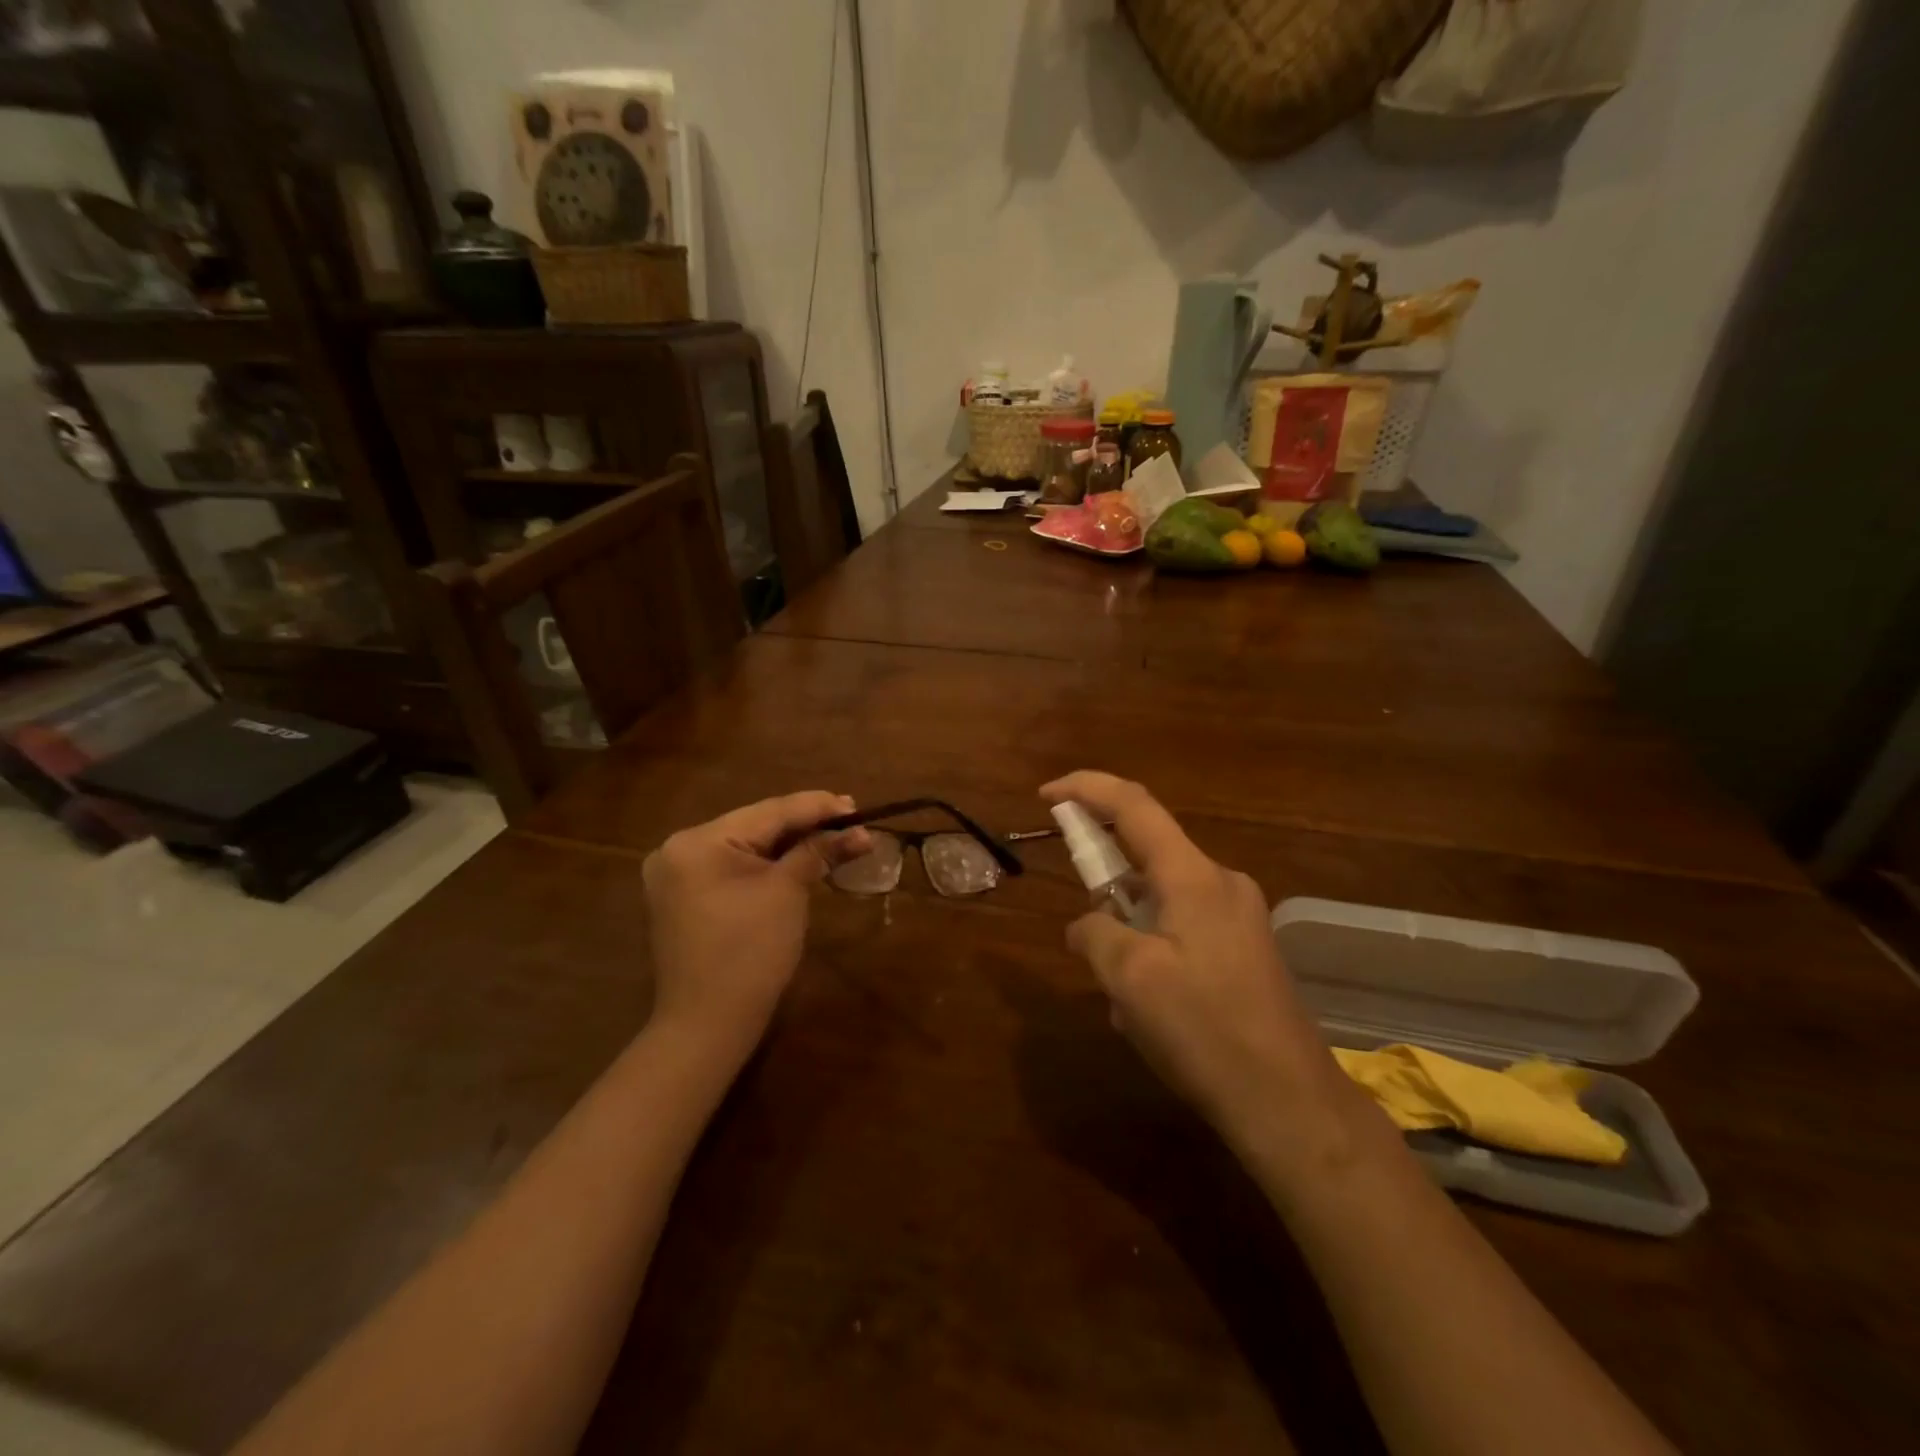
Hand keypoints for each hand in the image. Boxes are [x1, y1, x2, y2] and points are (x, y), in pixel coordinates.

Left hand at [642, 792, 869, 1061]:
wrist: (706, 1027)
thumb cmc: (750, 954)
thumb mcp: (788, 893)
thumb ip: (820, 852)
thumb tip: (860, 832)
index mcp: (698, 841)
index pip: (769, 812)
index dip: (817, 807)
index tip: (856, 805)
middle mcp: (679, 849)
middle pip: (756, 826)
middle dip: (805, 825)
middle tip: (850, 819)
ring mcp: (677, 876)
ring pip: (746, 846)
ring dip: (789, 844)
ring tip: (833, 835)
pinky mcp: (684, 898)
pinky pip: (733, 868)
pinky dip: (768, 864)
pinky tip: (799, 859)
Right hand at [1041, 772, 1357, 1177]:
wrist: (1290, 1104)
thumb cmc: (1205, 1031)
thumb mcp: (1130, 979)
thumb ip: (1095, 933)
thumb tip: (1088, 924)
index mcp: (1193, 876)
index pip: (1133, 805)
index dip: (1086, 789)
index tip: (1046, 796)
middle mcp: (1221, 882)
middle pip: (1148, 851)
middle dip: (1105, 878)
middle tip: (1082, 926)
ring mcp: (1238, 917)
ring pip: (1161, 898)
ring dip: (1127, 927)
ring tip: (1120, 995)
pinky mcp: (1245, 950)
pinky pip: (1182, 927)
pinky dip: (1151, 947)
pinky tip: (1148, 1008)